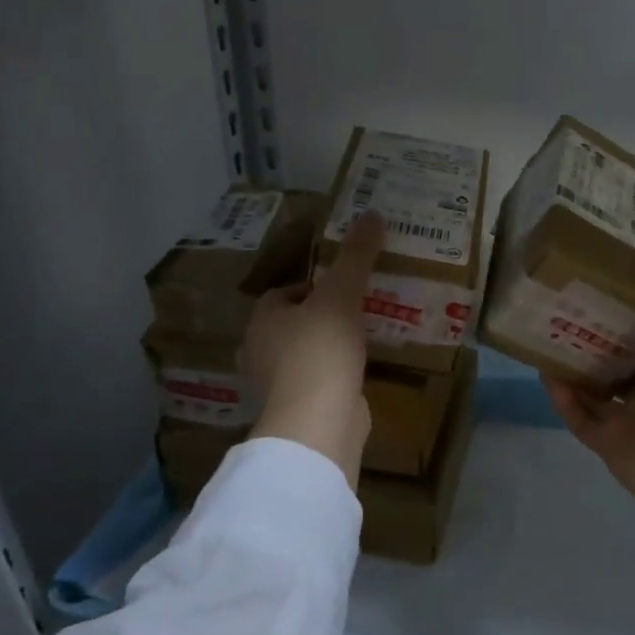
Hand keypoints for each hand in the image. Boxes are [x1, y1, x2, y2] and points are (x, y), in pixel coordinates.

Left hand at [240, 211, 383, 486]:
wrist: (320, 420)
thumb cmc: (321, 349)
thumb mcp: (342, 294)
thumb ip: (356, 256)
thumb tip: (372, 214)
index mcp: (262, 321)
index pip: (282, 294)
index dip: (311, 286)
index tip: (342, 286)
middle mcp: (261, 352)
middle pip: (291, 325)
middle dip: (319, 317)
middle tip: (356, 309)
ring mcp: (279, 385)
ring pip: (304, 355)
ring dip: (327, 347)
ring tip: (363, 338)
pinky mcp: (299, 409)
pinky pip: (318, 382)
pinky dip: (335, 375)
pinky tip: (360, 371)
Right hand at [543, 252, 634, 577]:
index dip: (626, 309)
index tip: (601, 283)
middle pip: (616, 360)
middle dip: (592, 338)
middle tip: (562, 308)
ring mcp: (628, 419)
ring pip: (594, 389)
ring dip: (572, 368)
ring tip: (544, 338)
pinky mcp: (606, 443)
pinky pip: (579, 417)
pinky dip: (563, 398)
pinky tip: (544, 374)